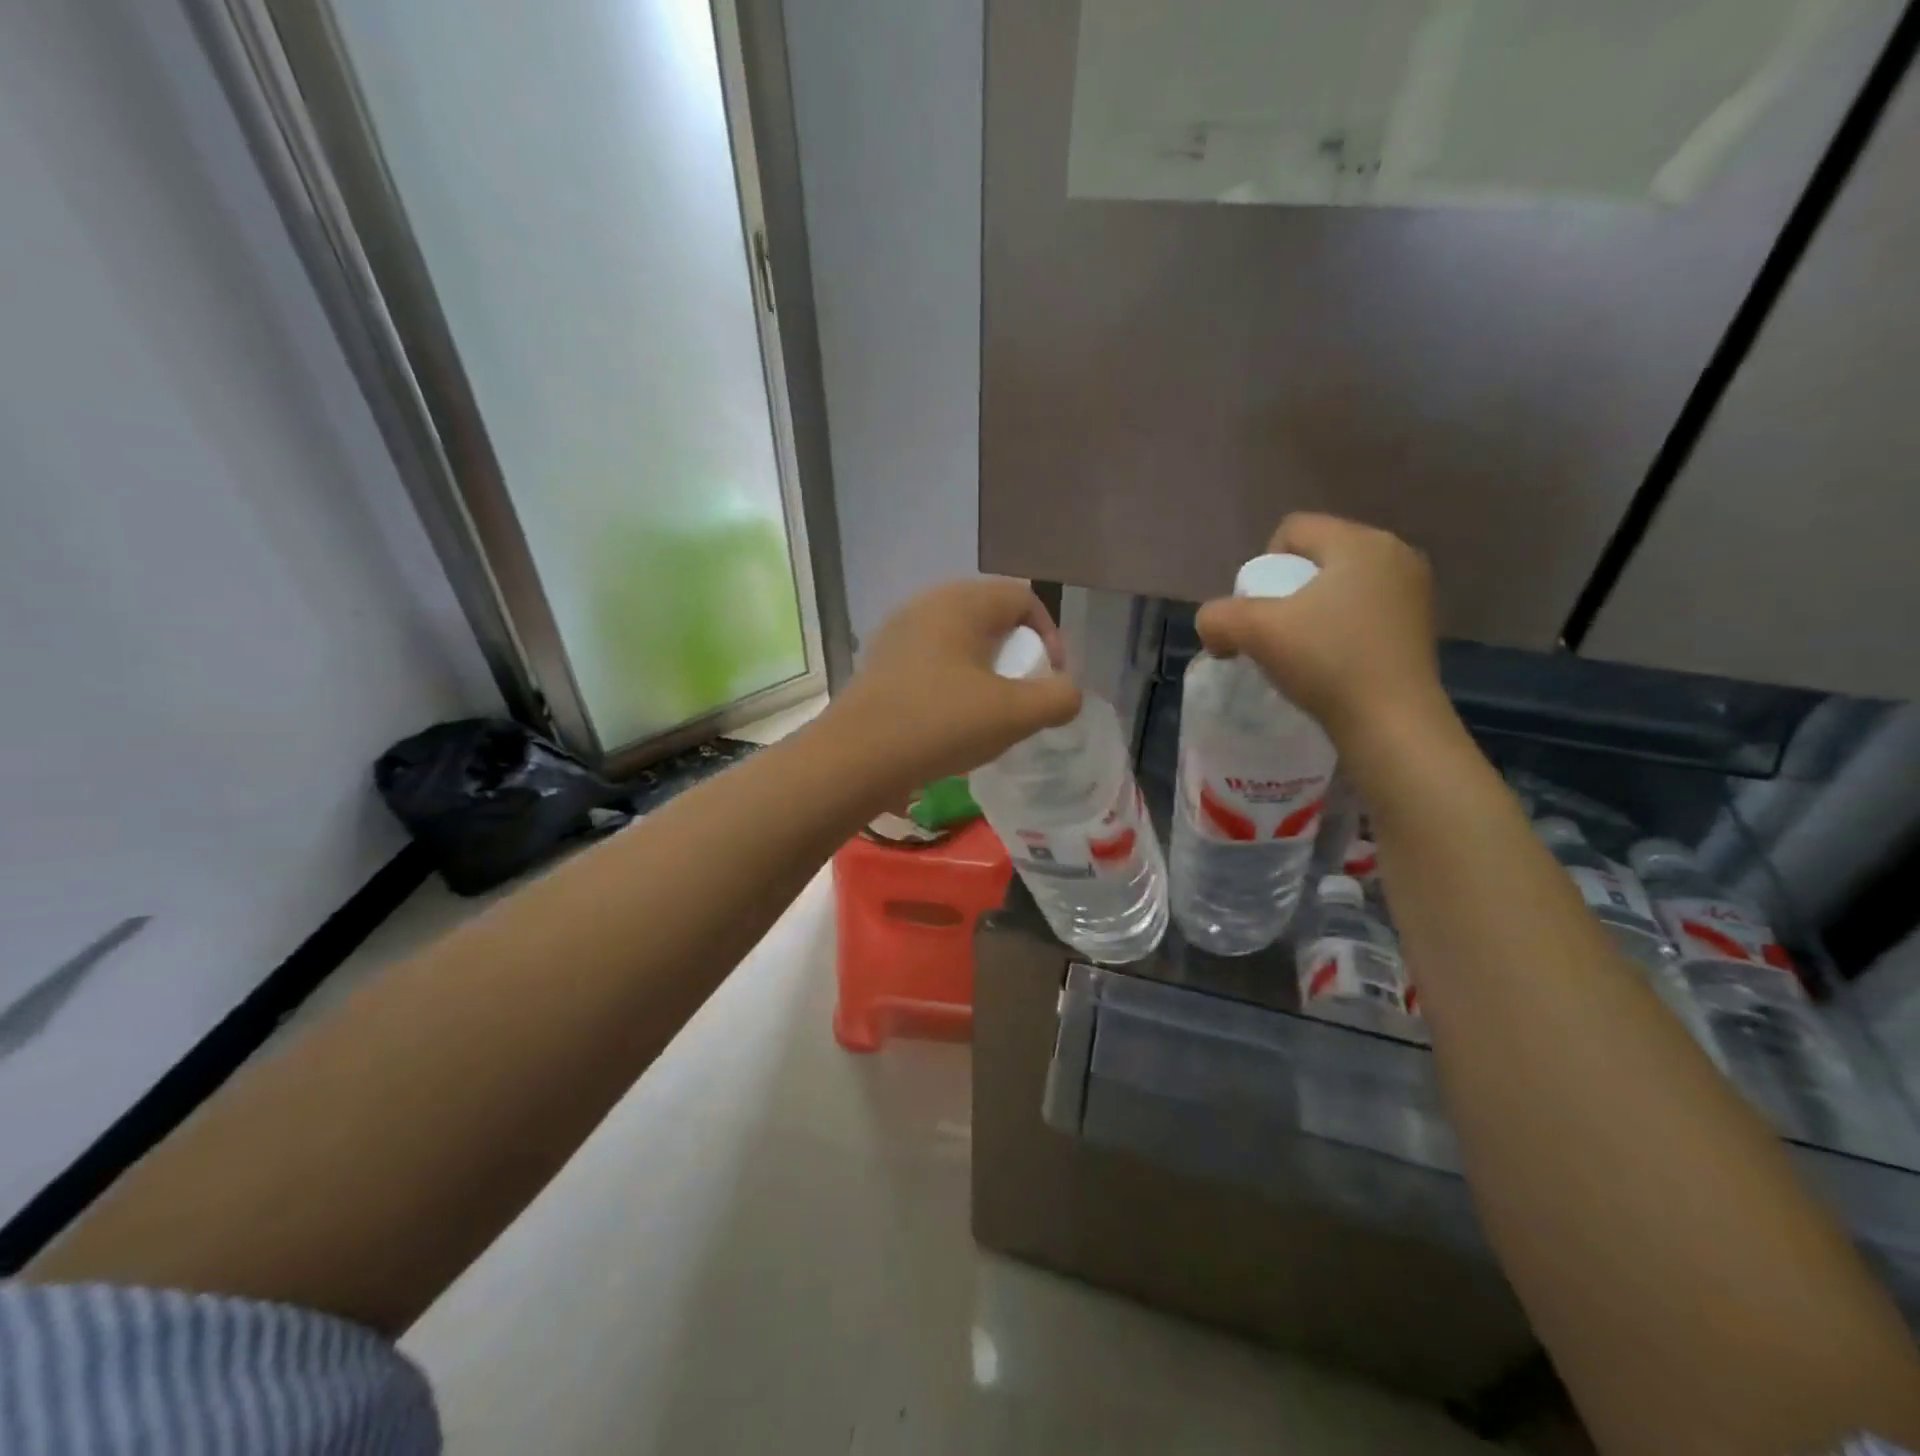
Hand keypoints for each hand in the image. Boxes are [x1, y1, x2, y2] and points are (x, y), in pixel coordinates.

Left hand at [830, 578, 1083, 790]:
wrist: (857, 757)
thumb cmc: (941, 724)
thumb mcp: (1014, 714)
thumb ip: (1058, 698)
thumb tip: (1069, 692)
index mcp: (962, 602)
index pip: (1022, 597)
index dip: (1049, 634)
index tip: (1051, 677)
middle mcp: (927, 604)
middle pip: (989, 616)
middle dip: (1016, 652)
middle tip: (1022, 692)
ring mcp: (898, 631)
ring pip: (958, 638)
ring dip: (984, 668)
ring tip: (989, 708)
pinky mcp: (880, 661)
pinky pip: (931, 658)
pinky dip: (952, 679)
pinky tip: (950, 717)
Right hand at [1195, 513, 1445, 746]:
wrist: (1391, 722)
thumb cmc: (1327, 662)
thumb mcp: (1254, 632)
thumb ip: (1218, 617)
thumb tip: (1213, 628)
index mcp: (1358, 542)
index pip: (1293, 530)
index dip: (1263, 566)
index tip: (1261, 608)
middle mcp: (1394, 553)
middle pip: (1318, 556)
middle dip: (1289, 589)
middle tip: (1277, 631)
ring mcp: (1414, 589)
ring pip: (1342, 585)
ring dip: (1314, 609)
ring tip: (1304, 648)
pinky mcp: (1421, 624)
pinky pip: (1366, 609)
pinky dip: (1342, 627)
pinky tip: (1334, 660)